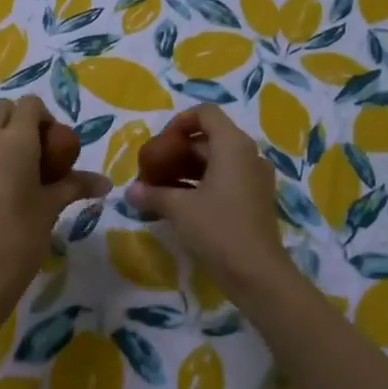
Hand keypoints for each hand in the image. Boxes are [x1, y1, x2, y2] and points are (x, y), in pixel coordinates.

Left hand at [0, 97, 109, 329]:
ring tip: (16, 174)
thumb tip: (106, 182)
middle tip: (37, 155)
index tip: (55, 147)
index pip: (30, 105)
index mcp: (13, 142)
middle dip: (21, 121)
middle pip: (2, 109)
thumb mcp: (51, 209)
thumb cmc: (19, 241)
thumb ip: (75, 185)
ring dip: (1, 137)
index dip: (46, 118)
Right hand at [125, 105, 291, 295]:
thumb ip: (152, 194)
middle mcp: (248, 155)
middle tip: (152, 171)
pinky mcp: (254, 199)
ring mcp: (254, 178)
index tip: (159, 144)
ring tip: (159, 189)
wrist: (257, 274)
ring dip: (186, 170)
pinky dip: (201, 185)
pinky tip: (178, 205)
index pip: (206, 113)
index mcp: (233, 145)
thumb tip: (130, 192)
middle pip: (208, 139)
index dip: (179, 122)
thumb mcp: (179, 209)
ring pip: (215, 161)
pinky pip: (225, 179)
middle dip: (177, 151)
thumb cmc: (218, 229)